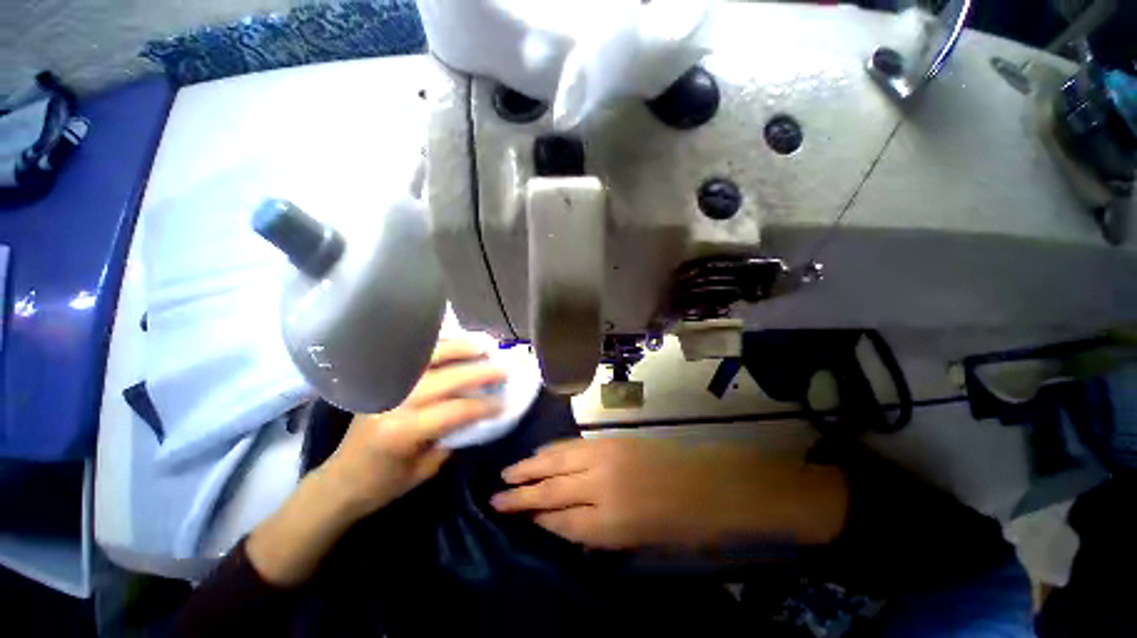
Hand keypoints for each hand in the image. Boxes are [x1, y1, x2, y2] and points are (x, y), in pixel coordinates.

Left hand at [248, 340, 503, 586]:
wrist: (340, 480)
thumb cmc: (384, 483)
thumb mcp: (426, 469)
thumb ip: (453, 436)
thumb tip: (479, 411)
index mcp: (403, 432)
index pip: (454, 411)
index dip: (483, 406)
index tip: (504, 402)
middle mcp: (393, 403)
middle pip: (444, 379)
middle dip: (478, 372)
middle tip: (502, 368)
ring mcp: (385, 387)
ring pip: (426, 359)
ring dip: (458, 349)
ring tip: (482, 345)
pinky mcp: (381, 381)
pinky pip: (413, 357)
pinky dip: (437, 347)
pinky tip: (454, 344)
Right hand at [492, 438, 846, 550]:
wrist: (708, 482)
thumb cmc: (681, 523)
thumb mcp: (637, 541)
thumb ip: (596, 531)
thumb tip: (563, 521)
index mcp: (609, 521)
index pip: (559, 520)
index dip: (535, 518)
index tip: (513, 516)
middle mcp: (601, 486)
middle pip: (552, 488)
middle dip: (522, 493)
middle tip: (496, 495)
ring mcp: (605, 457)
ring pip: (558, 461)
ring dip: (532, 466)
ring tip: (509, 472)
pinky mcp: (610, 440)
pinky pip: (574, 445)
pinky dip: (554, 449)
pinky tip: (542, 453)